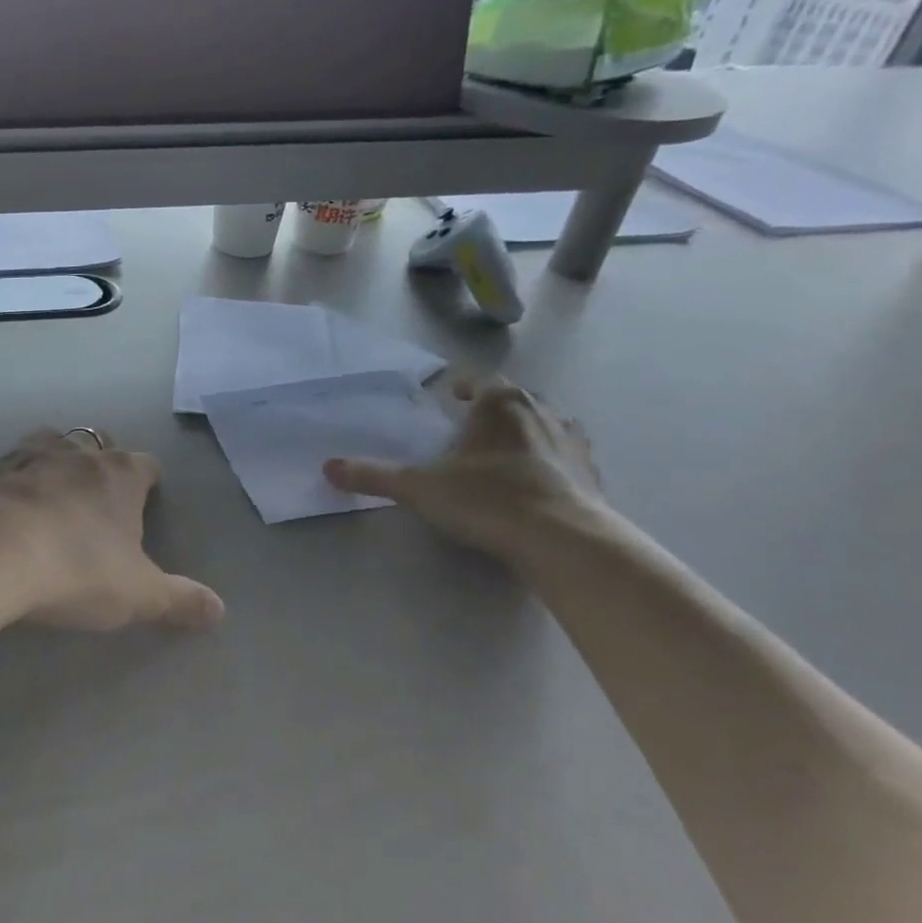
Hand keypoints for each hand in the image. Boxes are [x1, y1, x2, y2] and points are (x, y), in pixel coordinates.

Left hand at [0, 430, 225, 632]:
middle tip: (99, 491)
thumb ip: (180, 600)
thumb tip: (220, 609)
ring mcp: (29, 456)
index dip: (149, 480)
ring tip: (52, 487)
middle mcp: (77, 454)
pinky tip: (6, 504)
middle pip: (97, 441)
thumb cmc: (77, 568)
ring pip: (50, 441)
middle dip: (102, 460)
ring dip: (55, 459)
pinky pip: (6, 466)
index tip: (148, 497)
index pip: (146, 465)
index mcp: (120, 475)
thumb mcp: (138, 594)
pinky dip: (11, 479)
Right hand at [323, 378, 604, 567]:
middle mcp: (542, 414)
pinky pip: (569, 461)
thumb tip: (328, 467)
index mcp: (501, 405)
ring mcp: (574, 445)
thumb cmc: (487, 498)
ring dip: (529, 434)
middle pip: (518, 401)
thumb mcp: (419, 487)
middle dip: (496, 410)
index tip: (453, 396)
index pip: (483, 382)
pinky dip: (552, 466)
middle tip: (474, 426)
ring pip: (549, 427)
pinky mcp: (593, 478)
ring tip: (507, 453)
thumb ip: (374, 476)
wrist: (563, 540)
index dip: (466, 387)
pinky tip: (537, 486)